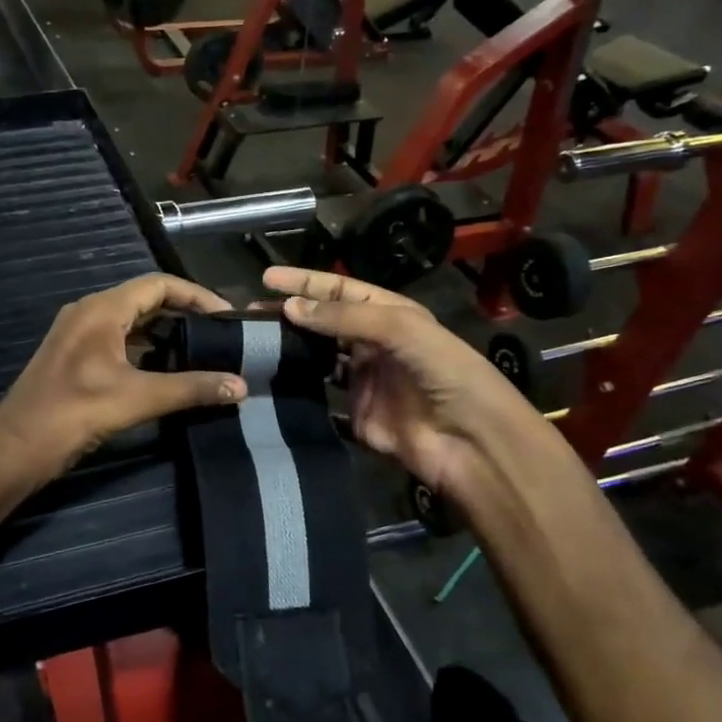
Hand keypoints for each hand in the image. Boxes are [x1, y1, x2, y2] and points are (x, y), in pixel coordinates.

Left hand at [0, 275, 245, 481]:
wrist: (15, 449)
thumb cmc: (73, 414)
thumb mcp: (137, 399)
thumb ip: (190, 389)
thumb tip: (240, 386)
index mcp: (101, 310)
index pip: (158, 284)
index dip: (196, 295)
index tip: (227, 316)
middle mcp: (88, 313)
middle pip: (145, 300)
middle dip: (184, 314)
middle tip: (219, 334)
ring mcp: (78, 335)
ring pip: (131, 323)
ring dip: (165, 333)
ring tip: (201, 352)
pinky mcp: (74, 358)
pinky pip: (118, 341)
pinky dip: (145, 349)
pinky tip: (167, 371)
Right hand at [263, 267, 551, 503]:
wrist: (472, 443)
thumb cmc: (445, 373)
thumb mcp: (401, 329)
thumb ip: (344, 316)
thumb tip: (289, 306)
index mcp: (389, 316)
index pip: (339, 290)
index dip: (304, 282)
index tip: (265, 279)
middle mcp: (373, 345)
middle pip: (323, 324)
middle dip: (289, 316)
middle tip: (249, 317)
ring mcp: (363, 383)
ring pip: (317, 361)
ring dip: (289, 352)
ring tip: (252, 346)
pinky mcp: (355, 418)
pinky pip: (321, 401)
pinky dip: (297, 393)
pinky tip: (269, 386)